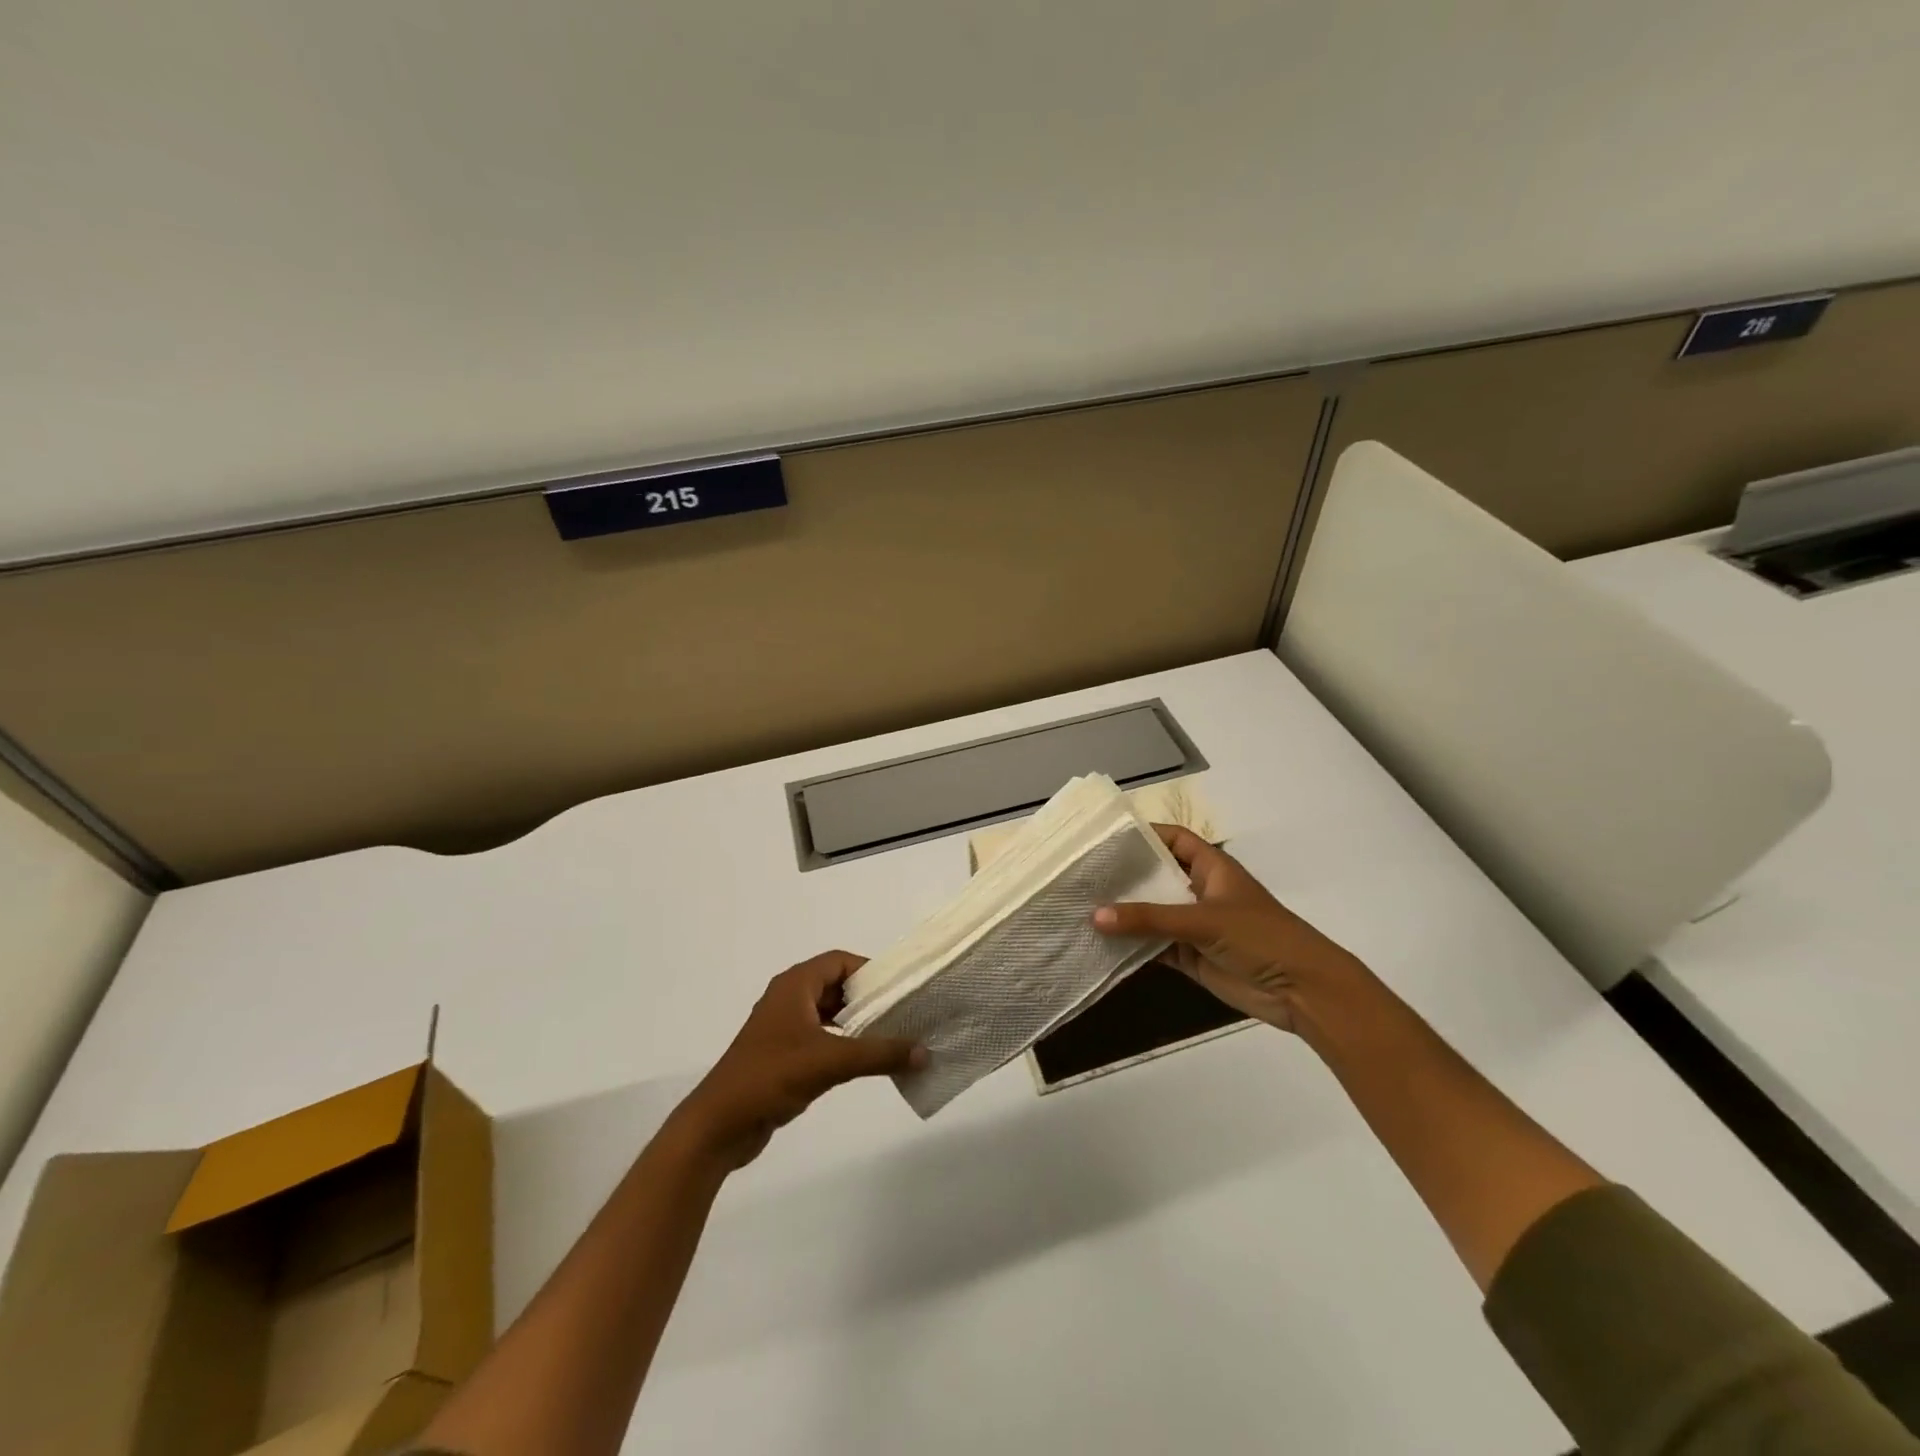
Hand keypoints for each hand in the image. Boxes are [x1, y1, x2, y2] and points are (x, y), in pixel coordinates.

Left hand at [673, 951, 925, 1168]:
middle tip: (902, 1013)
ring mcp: (784, 1029)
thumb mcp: (830, 1062)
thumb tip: (924, 1051)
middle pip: (836, 986)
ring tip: (891, 1037)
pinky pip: (821, 1039)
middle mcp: (789, 999)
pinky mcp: (783, 1056)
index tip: (899, 989)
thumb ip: (878, 1054)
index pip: (840, 961)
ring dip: (856, 1023)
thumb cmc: (770, 1077)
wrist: (718, 1126)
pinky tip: (864, 1062)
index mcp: (794, 986)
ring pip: (829, 1014)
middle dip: (867, 999)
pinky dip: (843, 1044)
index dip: (869, 971)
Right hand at [1093, 826, 1368, 1033]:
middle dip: (1124, 876)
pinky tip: (1100, 943)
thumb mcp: (1203, 920)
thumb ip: (1149, 918)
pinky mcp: (1190, 956)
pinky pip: (1153, 946)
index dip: (1143, 834)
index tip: (1104, 836)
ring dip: (1124, 914)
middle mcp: (1199, 891)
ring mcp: (1194, 925)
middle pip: (1156, 876)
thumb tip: (1095, 916)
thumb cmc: (1260, 937)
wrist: (1302, 991)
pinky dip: (1131, 946)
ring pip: (1152, 914)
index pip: (1173, 839)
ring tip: (1080, 906)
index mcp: (1211, 868)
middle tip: (1081, 873)